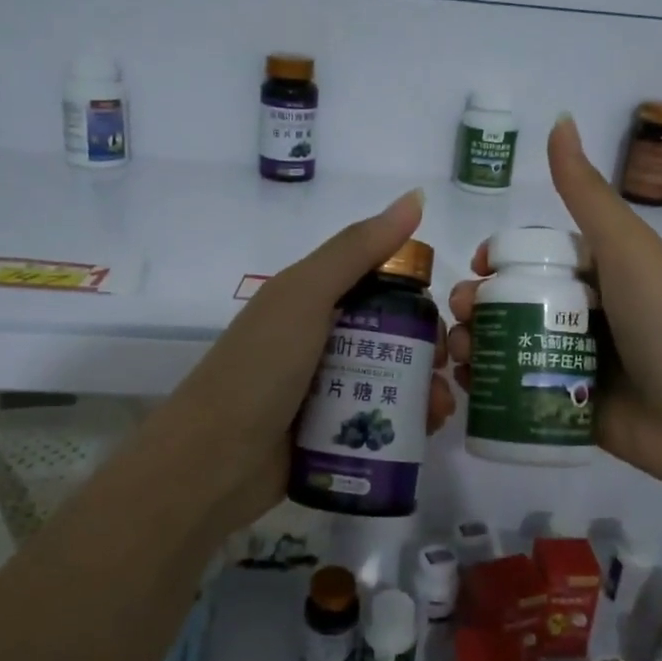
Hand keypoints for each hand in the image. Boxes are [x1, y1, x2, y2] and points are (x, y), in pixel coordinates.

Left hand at [128, 189, 455, 534]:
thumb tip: (416, 196)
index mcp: (312, 300)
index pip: (379, 286)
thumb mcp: (305, 295)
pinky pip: (380, 420)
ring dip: (426, 390)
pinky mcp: (332, 433)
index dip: (417, 295)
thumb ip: (358, 248)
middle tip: (450, 368)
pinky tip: (428, 432)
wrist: (211, 464)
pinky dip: (408, 423)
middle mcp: (321, 340)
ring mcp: (326, 390)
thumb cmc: (259, 369)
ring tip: (442, 409)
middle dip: (429, 349)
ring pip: (392, 380)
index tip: (447, 314)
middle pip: (392, 335)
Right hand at [447, 115, 661, 493]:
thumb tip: (559, 120)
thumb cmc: (661, 321)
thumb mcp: (625, 247)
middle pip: (513, 299)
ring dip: (474, 341)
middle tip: (462, 314)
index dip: (499, 258)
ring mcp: (573, 361)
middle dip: (477, 302)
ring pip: (508, 343)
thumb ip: (586, 192)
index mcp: (598, 272)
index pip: (534, 256)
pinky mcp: (565, 403)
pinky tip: (468, 382)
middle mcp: (583, 314)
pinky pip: (516, 388)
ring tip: (460, 351)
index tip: (475, 266)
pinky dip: (488, 383)